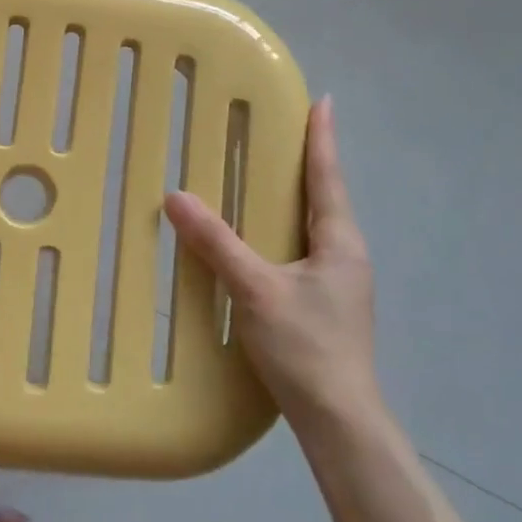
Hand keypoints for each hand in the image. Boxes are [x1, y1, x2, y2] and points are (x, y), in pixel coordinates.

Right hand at [164, 96, 378, 420]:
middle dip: (305, 164)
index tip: (322, 102)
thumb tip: (176, 196)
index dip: (322, 139)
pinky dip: (282, 233)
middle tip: (279, 133)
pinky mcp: (325, 306)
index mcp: (339, 243)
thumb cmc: (305, 347)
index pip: (328, 178)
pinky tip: (260, 243)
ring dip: (294, 200)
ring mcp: (338, 284)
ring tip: (266, 180)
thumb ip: (216, 243)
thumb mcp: (255, 290)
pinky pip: (301, 253)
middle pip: (324, 198)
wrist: (338, 420)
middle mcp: (345, 256)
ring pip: (312, 228)